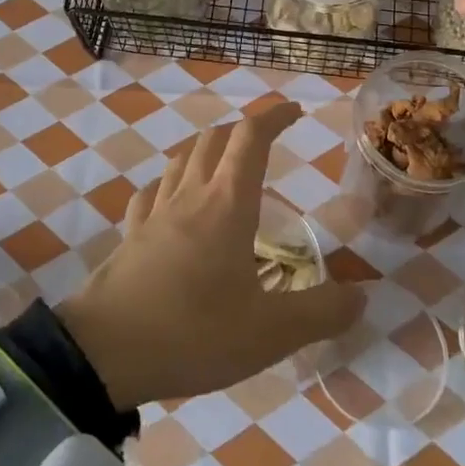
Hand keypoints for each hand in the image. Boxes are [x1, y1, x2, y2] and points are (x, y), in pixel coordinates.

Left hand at [58, 104, 364, 409]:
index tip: (295, 113)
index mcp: (227, 205)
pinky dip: (169, 183)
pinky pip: (151, 193)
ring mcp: (154, 213)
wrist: (104, 352)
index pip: (251, 138)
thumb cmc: (192, 332)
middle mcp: (190, 196)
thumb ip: (320, 313)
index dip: (274, 117)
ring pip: (181, 159)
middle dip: (242, 131)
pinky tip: (172, 200)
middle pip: (214, 139)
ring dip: (206, 150)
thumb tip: (359, 298)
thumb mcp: (269, 333)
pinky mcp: (130, 235)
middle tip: (265, 144)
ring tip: (223, 167)